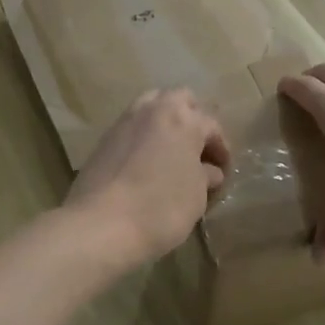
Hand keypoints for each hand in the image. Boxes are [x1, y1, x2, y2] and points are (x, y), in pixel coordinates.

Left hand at [66, 89, 231, 269]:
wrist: (101, 225)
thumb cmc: (161, 208)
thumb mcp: (196, 195)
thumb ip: (205, 176)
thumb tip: (208, 171)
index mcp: (184, 119)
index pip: (211, 125)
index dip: (222, 148)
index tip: (223, 171)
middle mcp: (153, 110)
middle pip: (180, 99)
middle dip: (193, 119)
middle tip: (198, 149)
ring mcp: (124, 122)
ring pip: (151, 107)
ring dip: (165, 123)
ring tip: (171, 153)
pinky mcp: (103, 139)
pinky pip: (131, 128)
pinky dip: (143, 138)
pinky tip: (146, 164)